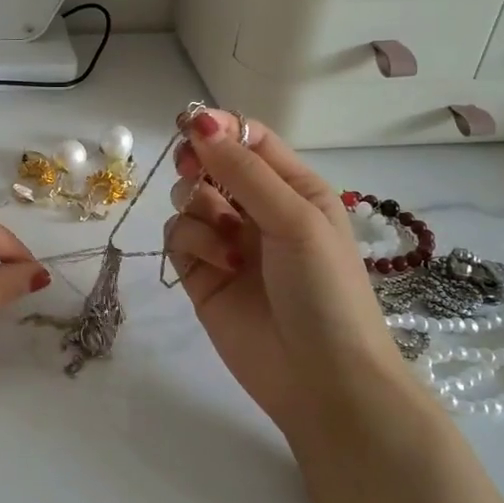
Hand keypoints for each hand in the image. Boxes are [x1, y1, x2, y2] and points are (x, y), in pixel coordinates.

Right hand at [162, 111, 408, 451]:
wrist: (322, 381)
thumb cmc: (324, 290)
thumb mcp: (295, 218)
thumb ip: (243, 170)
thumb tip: (198, 121)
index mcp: (293, 188)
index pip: (249, 139)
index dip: (219, 128)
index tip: (190, 126)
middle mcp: (258, 209)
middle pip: (211, 164)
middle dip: (200, 164)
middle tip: (195, 173)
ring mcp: (227, 242)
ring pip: (189, 200)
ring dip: (201, 212)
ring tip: (228, 241)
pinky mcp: (201, 274)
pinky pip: (179, 237)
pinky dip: (194, 244)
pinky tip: (220, 266)